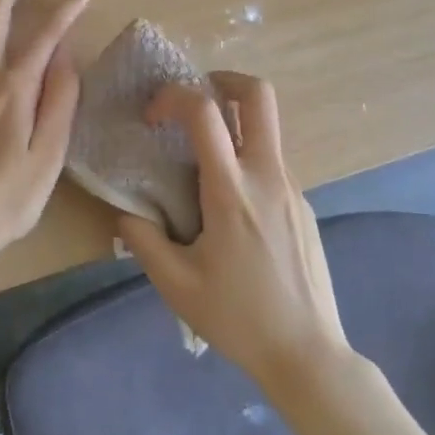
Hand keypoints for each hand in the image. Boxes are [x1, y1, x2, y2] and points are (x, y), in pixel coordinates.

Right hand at [117, 73, 348, 388]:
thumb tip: (126, 212)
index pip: (205, 112)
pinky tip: (232, 209)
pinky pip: (272, 165)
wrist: (308, 355)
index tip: (153, 118)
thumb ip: (143, 240)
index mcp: (231, 191)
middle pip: (259, 95)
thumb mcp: (176, 284)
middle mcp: (267, 177)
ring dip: (234, 126)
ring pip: (266, 130)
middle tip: (196, 97)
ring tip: (203, 163)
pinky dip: (247, 162)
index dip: (173, 97)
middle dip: (224, 80)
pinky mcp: (304, 206)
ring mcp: (293, 189)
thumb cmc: (238, 318)